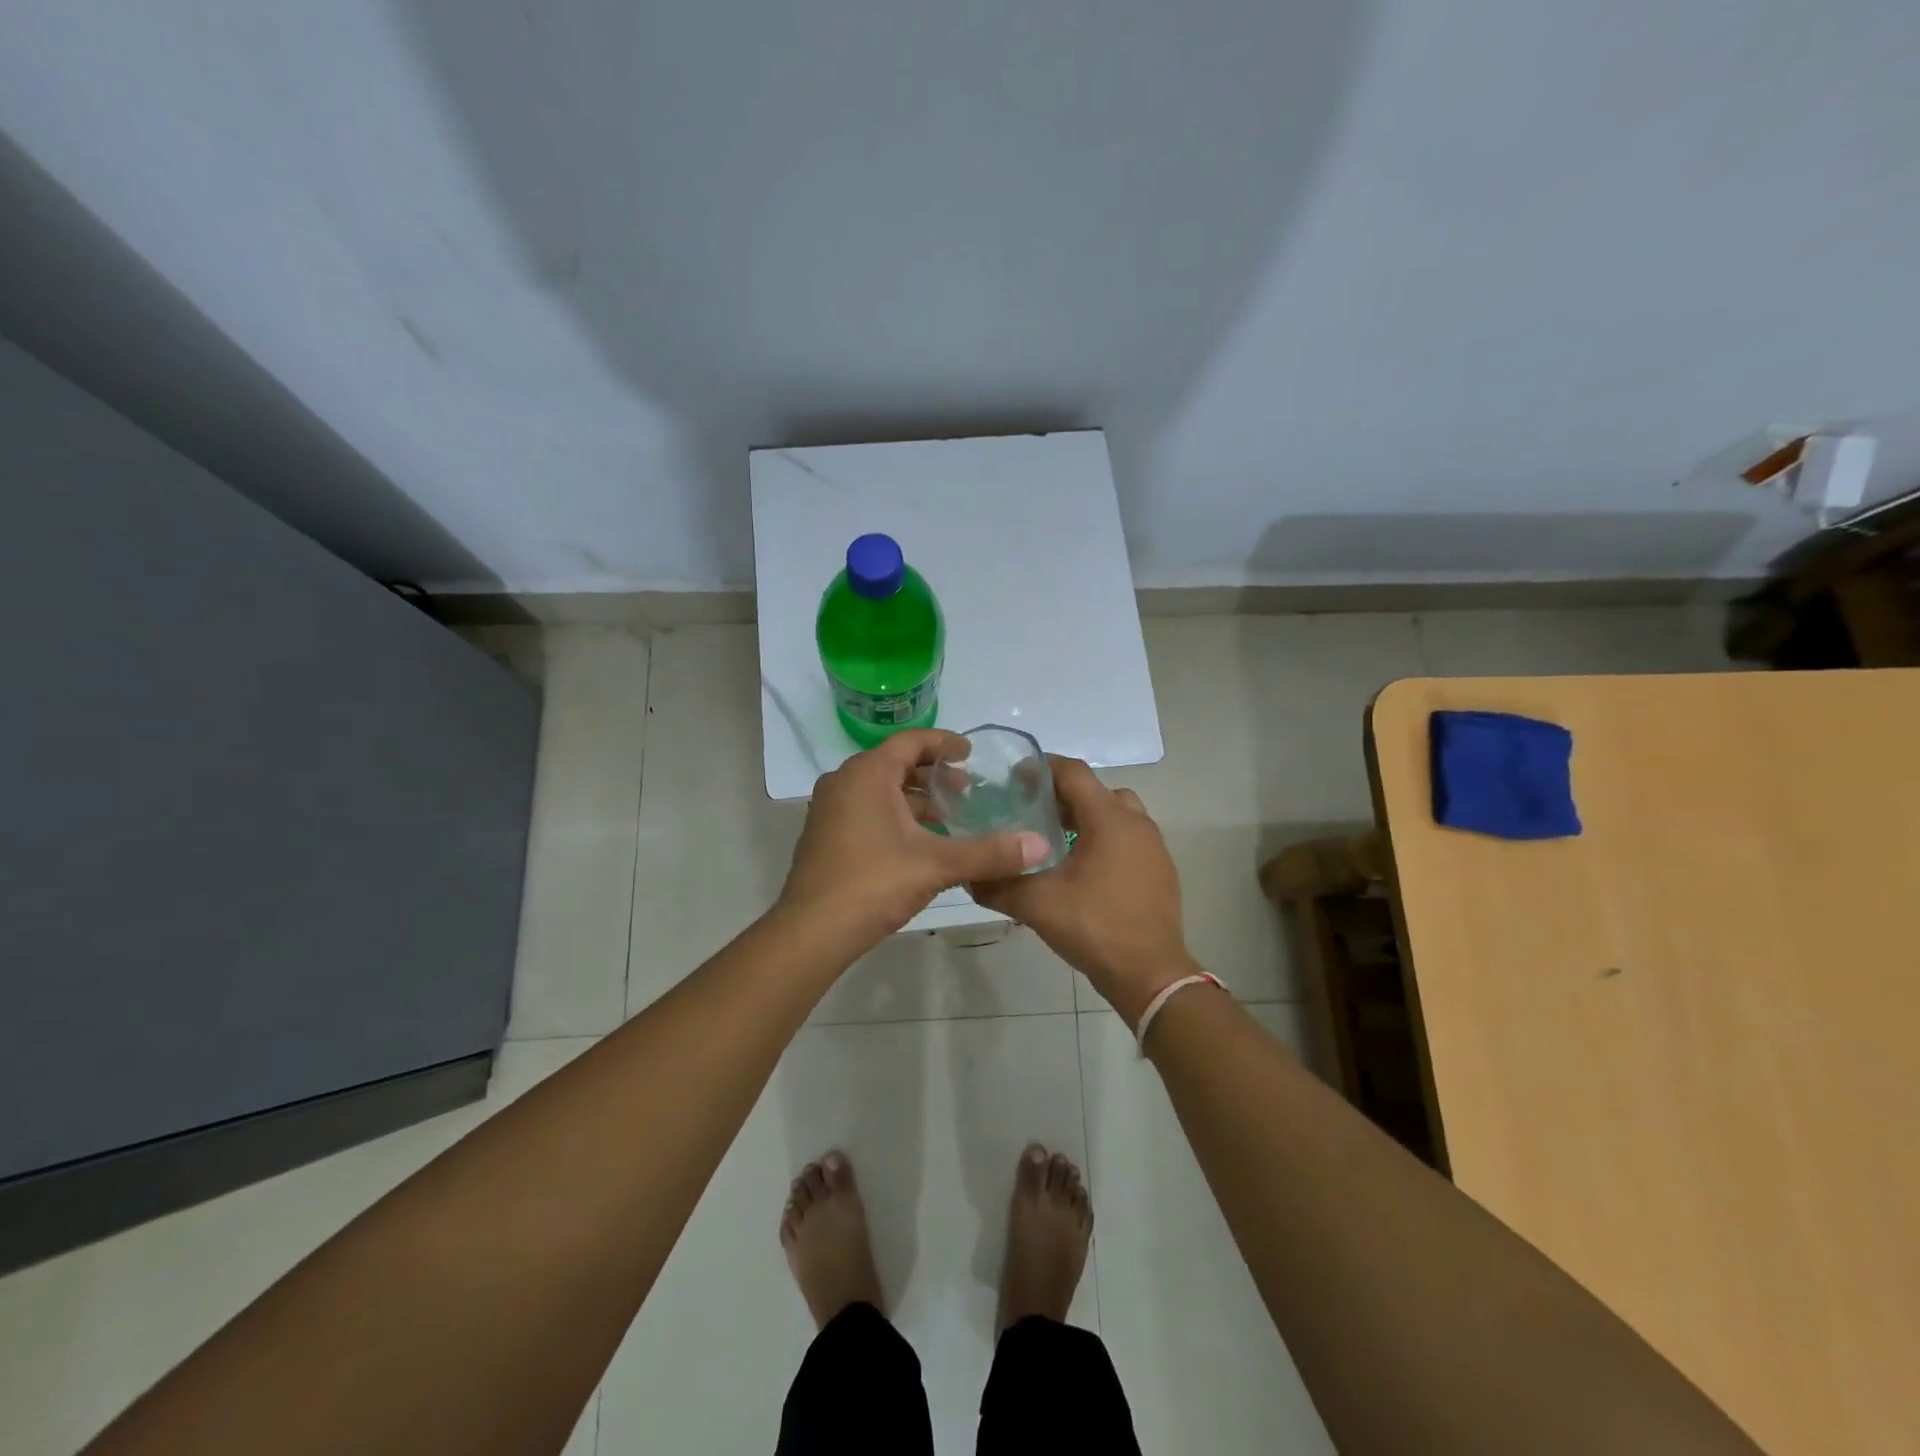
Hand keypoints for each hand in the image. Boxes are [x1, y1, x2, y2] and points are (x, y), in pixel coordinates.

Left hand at [778, 730, 1051, 948]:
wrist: (812, 931)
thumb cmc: (873, 883)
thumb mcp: (937, 865)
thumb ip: (989, 853)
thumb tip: (1040, 845)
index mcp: (867, 774)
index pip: (911, 741)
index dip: (944, 743)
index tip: (970, 754)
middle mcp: (844, 782)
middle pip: (895, 764)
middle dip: (933, 775)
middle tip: (966, 791)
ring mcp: (830, 809)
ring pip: (880, 790)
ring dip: (915, 799)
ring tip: (949, 818)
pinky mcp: (825, 835)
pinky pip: (866, 810)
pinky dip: (895, 816)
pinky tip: (919, 843)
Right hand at [971, 757, 1192, 1026]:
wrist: (1151, 975)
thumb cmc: (1095, 928)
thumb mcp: (1037, 905)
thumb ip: (998, 886)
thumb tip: (968, 877)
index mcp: (1109, 819)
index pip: (1073, 773)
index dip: (1042, 768)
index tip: (1013, 777)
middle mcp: (1136, 823)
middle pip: (1095, 790)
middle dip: (1062, 794)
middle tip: (1030, 809)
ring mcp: (1153, 846)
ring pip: (1115, 813)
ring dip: (1086, 817)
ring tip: (1054, 838)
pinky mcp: (1159, 869)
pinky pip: (1128, 838)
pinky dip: (1104, 839)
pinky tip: (1080, 867)